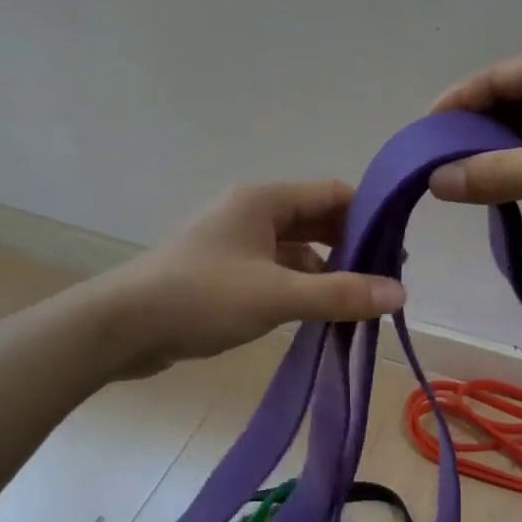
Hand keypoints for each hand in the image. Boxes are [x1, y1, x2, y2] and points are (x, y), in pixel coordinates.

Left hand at [99, 181, 404, 379]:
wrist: (121, 328)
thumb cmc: (201, 298)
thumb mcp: (276, 295)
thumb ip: (340, 294)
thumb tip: (399, 293)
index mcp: (264, 200)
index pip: (333, 193)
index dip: (369, 215)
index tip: (398, 248)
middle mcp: (252, 213)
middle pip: (316, 220)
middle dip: (351, 247)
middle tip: (384, 279)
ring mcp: (235, 243)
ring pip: (296, 250)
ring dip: (326, 272)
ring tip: (358, 303)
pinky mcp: (224, 272)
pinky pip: (275, 271)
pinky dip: (300, 288)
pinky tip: (318, 314)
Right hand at [427, 44, 521, 261]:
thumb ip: (497, 173)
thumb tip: (435, 181)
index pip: (494, 78)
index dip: (454, 106)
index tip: (420, 140)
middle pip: (507, 100)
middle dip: (471, 130)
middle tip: (435, 166)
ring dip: (496, 150)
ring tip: (459, 179)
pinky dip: (521, 165)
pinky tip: (500, 187)